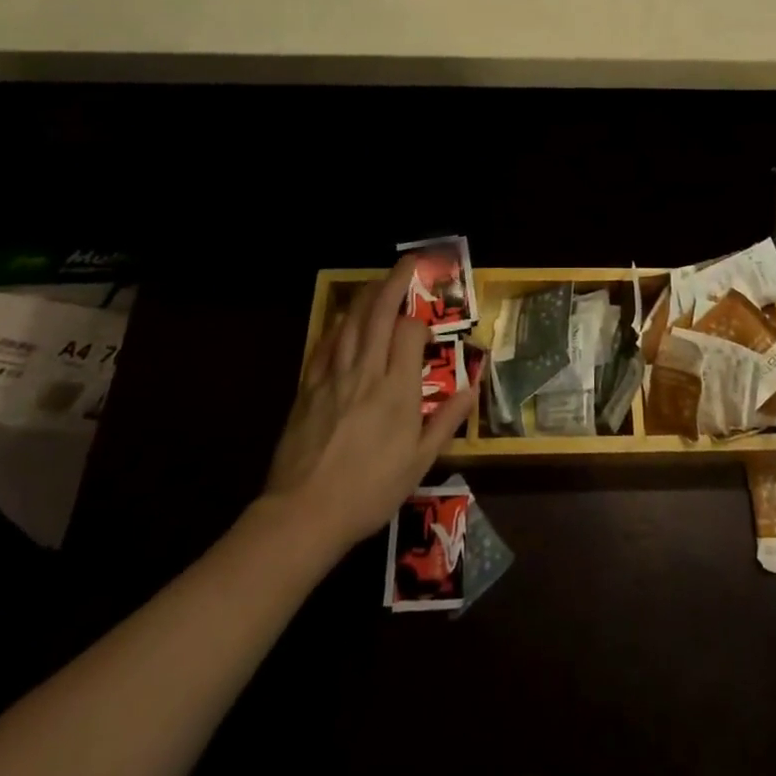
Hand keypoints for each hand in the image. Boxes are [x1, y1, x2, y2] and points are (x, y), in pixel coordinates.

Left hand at [263, 257, 477, 550]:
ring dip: (365, 295)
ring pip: (350, 322)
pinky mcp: (308, 388)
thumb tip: (471, 387)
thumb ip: (446, 421)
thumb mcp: (419, 463)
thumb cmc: (369, 491)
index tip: (426, 328)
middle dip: (394, 282)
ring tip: (377, 280)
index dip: (420, 322)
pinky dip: (336, 326)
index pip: (410, 333)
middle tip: (407, 261)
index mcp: (397, 390)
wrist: (304, 514)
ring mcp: (334, 377)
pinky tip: (342, 320)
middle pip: (380, 314)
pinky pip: (324, 345)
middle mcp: (366, 372)